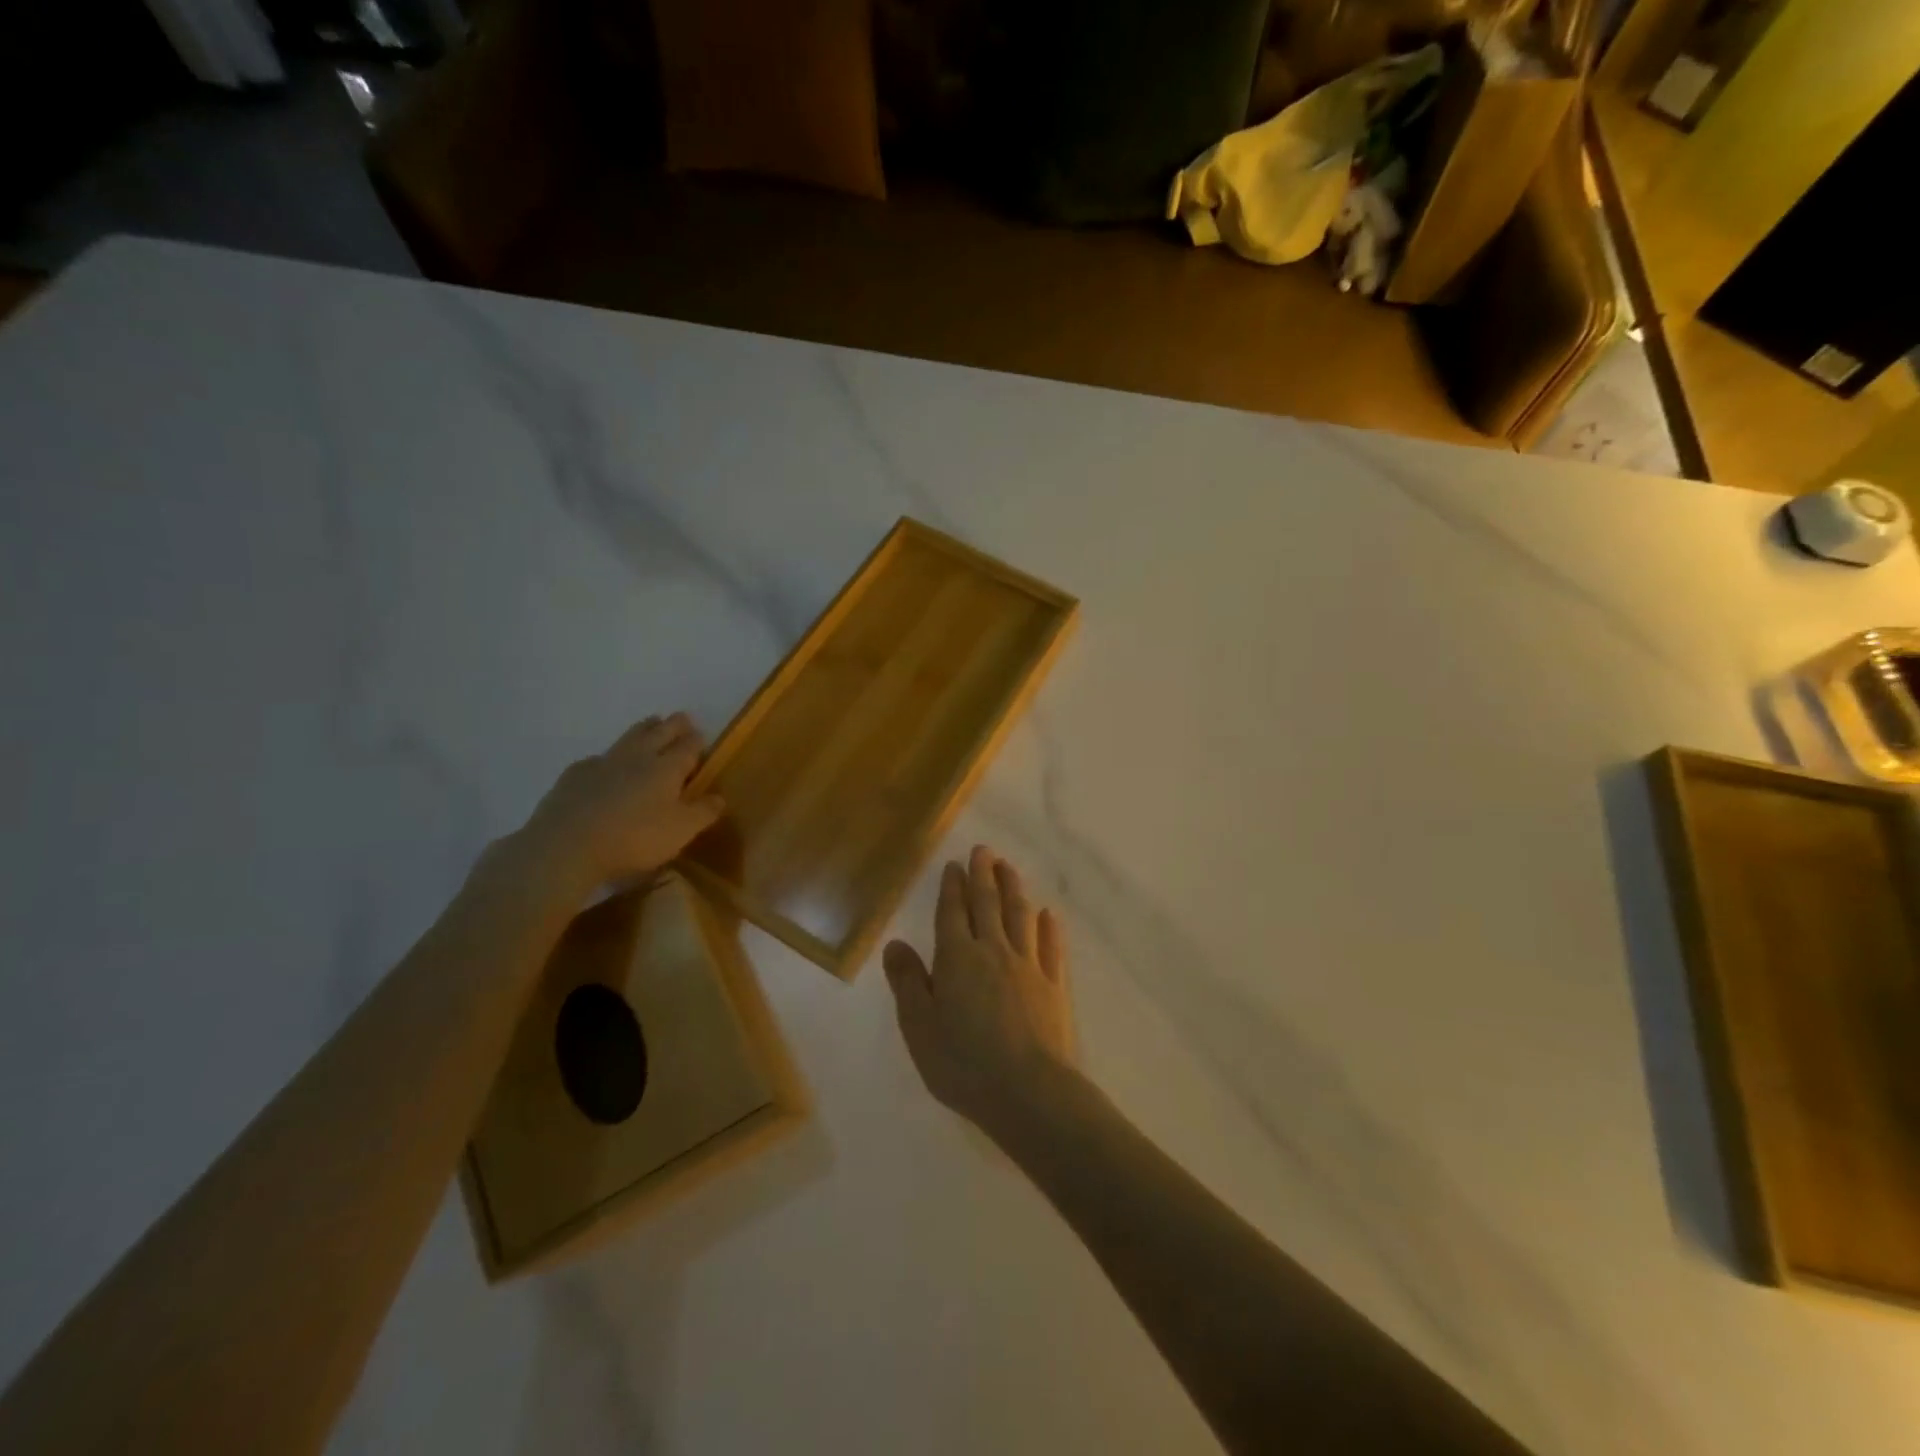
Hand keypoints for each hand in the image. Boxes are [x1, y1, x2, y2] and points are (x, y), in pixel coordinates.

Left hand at [511, 713, 723, 896]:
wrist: (567, 845)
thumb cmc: (634, 838)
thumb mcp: (681, 831)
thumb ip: (703, 812)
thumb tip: (719, 797)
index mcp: (667, 768)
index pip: (688, 746)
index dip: (697, 741)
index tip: (702, 736)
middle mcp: (637, 757)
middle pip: (659, 732)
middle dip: (674, 725)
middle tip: (681, 718)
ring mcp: (603, 762)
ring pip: (629, 737)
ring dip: (644, 728)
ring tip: (652, 723)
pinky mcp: (575, 775)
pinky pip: (599, 757)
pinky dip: (610, 756)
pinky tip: (606, 764)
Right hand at [883, 846, 1075, 1136]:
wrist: (1030, 1093)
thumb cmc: (964, 1065)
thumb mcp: (919, 1029)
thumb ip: (907, 983)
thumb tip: (895, 943)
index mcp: (957, 959)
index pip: (952, 913)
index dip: (952, 887)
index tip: (954, 865)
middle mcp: (994, 952)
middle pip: (988, 904)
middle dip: (983, 875)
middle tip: (983, 851)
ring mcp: (1029, 966)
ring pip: (1020, 916)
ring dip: (1014, 889)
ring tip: (1009, 868)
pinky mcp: (1055, 986)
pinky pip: (1052, 947)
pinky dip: (1049, 927)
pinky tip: (1049, 914)